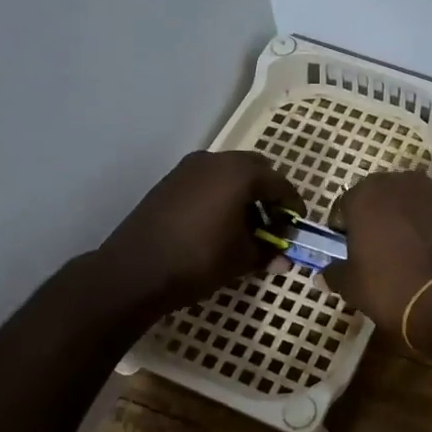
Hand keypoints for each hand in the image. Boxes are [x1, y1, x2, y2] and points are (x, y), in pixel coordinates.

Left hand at [92, 151, 302, 316]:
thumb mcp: (242, 259)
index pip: (280, 183)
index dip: (293, 205)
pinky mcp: (169, 182)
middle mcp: (215, 160)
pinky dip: (221, 196)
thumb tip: (284, 259)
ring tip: (247, 226)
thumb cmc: (198, 260)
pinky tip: (219, 224)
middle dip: (269, 194)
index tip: (298, 225)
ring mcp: (188, 169)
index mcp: (240, 173)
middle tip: (274, 222)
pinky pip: (207, 181)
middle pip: (255, 170)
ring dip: (244, 194)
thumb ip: (268, 252)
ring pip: (229, 173)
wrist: (133, 271)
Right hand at [322, 171, 431, 332]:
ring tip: (412, 232)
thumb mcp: (350, 286)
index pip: (345, 203)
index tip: (348, 245)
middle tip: (380, 240)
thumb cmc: (388, 290)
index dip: (345, 225)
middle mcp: (396, 182)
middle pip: (380, 191)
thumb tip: (324, 274)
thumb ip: (334, 272)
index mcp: (363, 196)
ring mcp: (431, 188)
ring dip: (409, 204)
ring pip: (413, 189)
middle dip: (378, 211)